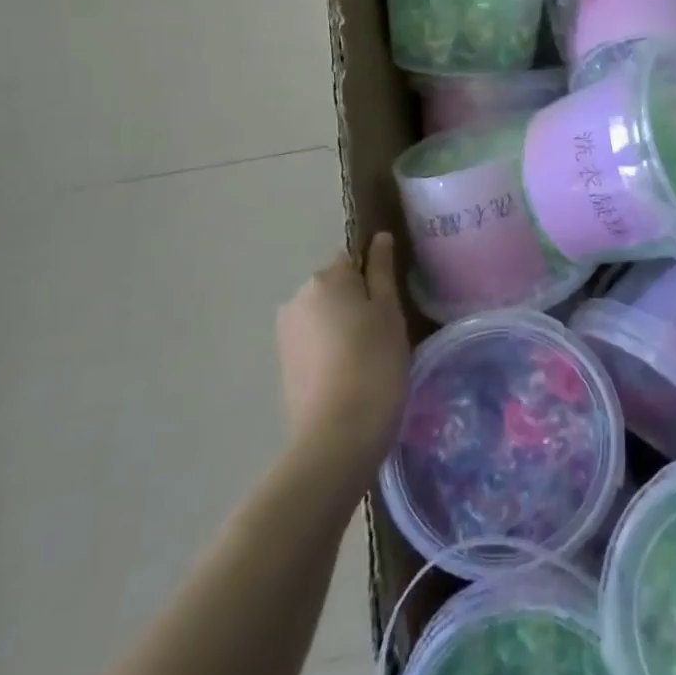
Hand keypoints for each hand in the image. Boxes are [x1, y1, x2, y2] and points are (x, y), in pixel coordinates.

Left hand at [277, 233, 409, 476]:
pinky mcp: (283, 364)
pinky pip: (313, 342)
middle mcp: (297, 297)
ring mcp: (285, 333)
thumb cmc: (374, 364)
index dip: (376, 280)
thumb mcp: (390, 312)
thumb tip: (380, 237)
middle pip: (336, 287)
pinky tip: (348, 376)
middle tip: (385, 335)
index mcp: (325, 278)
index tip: (392, 308)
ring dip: (343, 327)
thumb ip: (382, 271)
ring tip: (368, 360)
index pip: (354, 259)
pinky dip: (330, 351)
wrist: (337, 436)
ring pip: (324, 316)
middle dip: (357, 303)